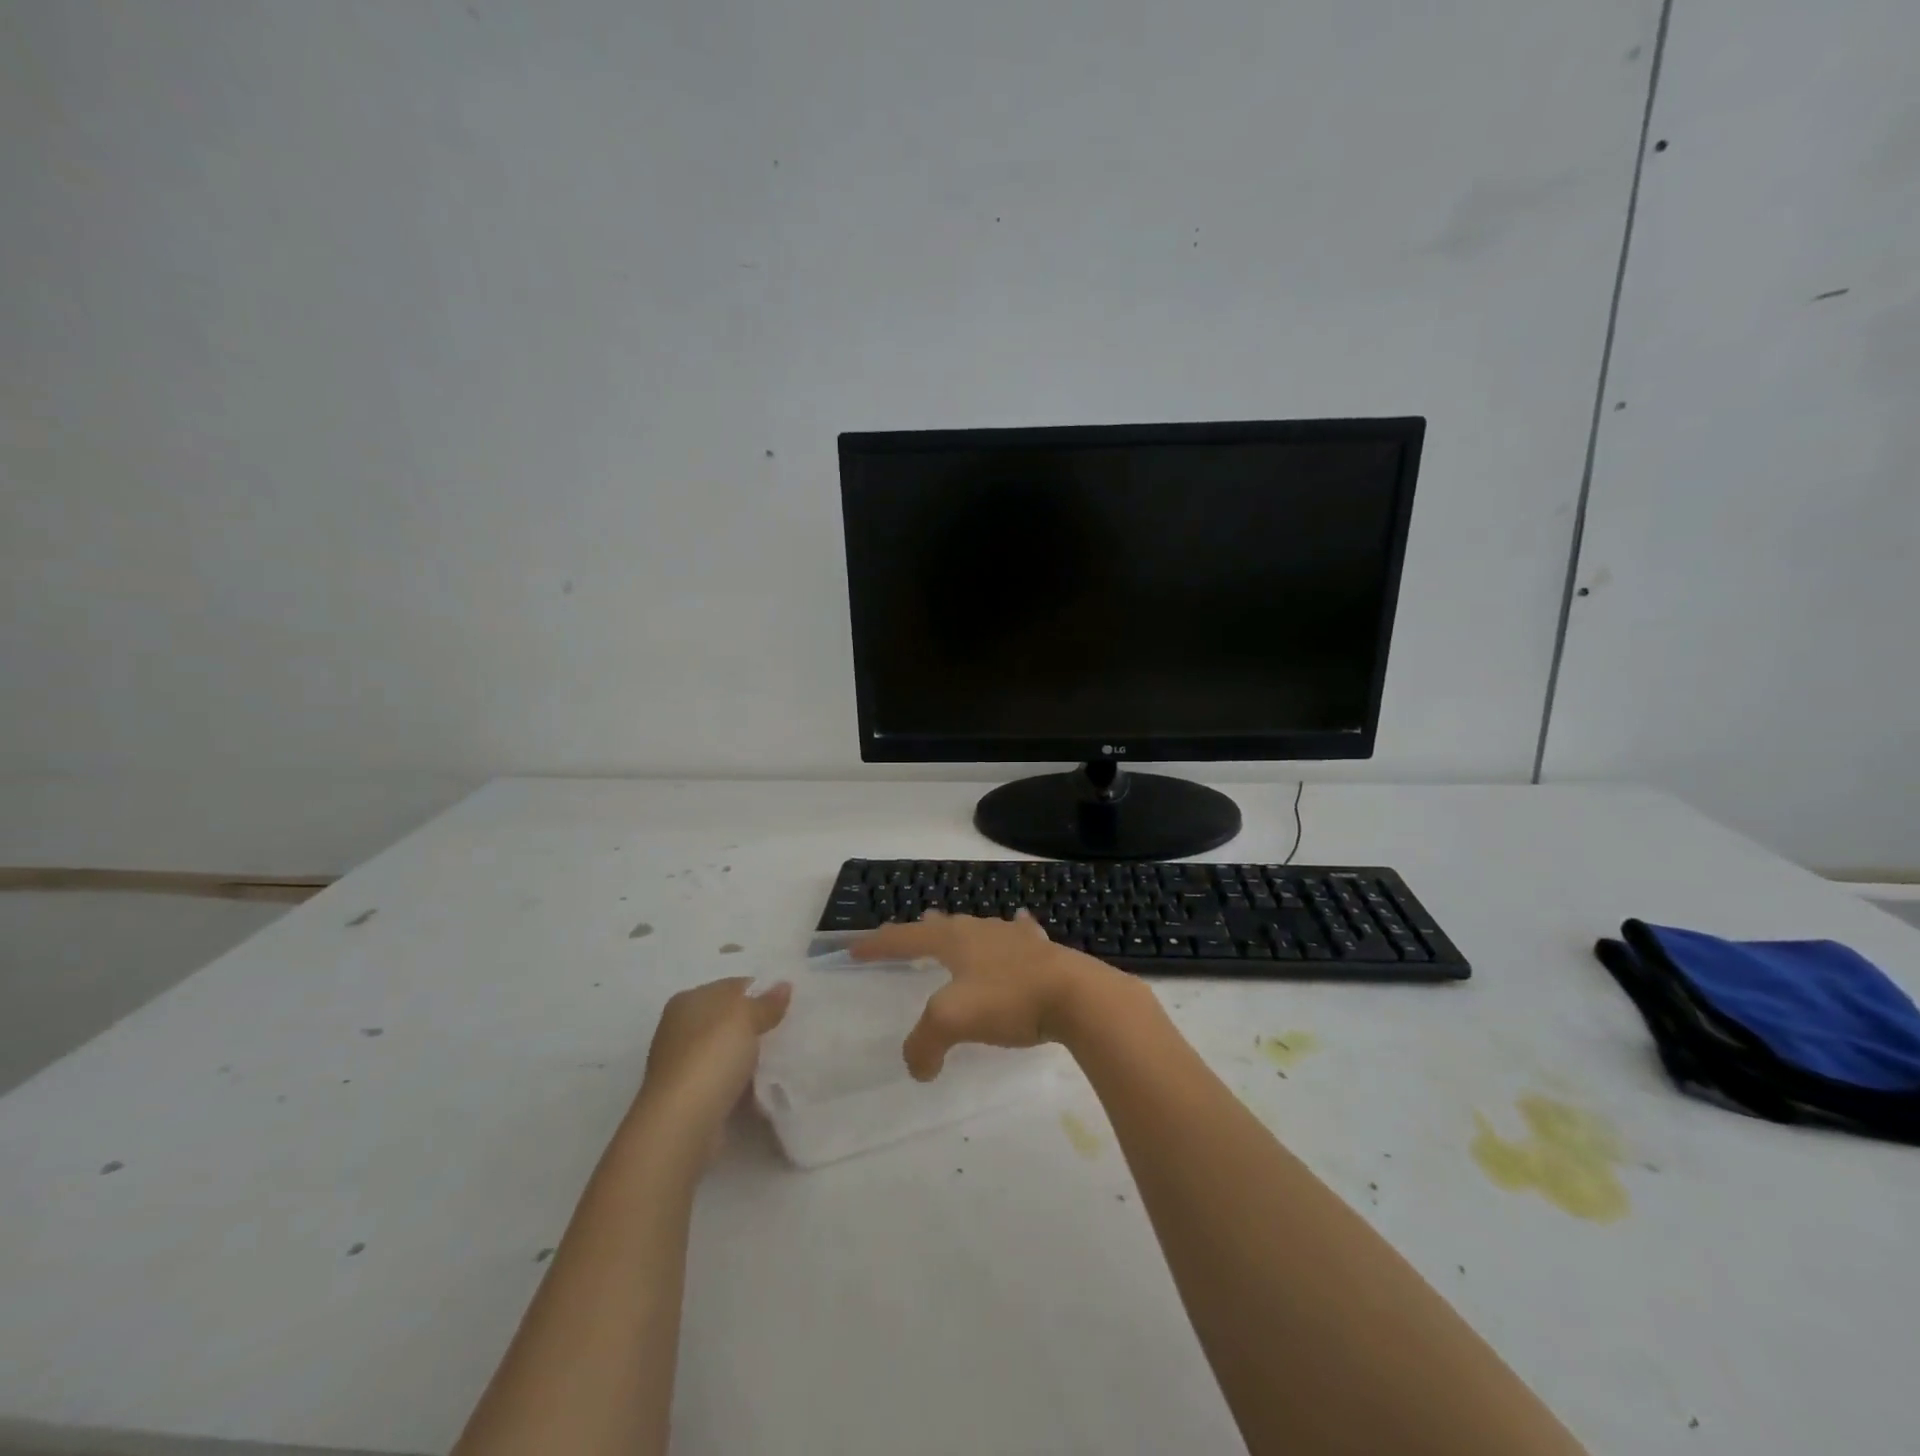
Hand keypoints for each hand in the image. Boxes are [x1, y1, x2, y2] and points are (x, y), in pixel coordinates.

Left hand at [636, 977, 791, 1144]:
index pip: (732, 986)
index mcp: (689, 1000)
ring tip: (781, 1061)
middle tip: (788, 1033)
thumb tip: (784, 985)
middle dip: (756, 1026)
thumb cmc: (712, 1056)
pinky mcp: (688, 1095)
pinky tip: (761, 1087)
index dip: (761, 993)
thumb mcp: (745, 1018)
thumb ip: (767, 1002)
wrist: (682, 1123)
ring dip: (749, 1056)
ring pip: (727, 1051)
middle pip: (728, 1019)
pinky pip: (723, 1079)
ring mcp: (682, 1063)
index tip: (787, 1007)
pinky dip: (741, 1082)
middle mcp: (680, 1028)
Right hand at [852, 910, 1122, 1079]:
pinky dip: (1013, 932)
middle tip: (908, 932)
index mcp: (954, 941)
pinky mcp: (1042, 951)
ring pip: (979, 928)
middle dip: (920, 930)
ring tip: (953, 928)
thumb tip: (919, 1068)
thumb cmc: (1008, 1001)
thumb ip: (925, 1044)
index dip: (879, 944)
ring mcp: (1014, 938)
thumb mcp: (952, 1022)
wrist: (1075, 996)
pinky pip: (1020, 935)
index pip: (906, 937)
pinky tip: (1018, 924)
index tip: (855, 949)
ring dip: (961, 930)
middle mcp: (981, 931)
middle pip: (943, 925)